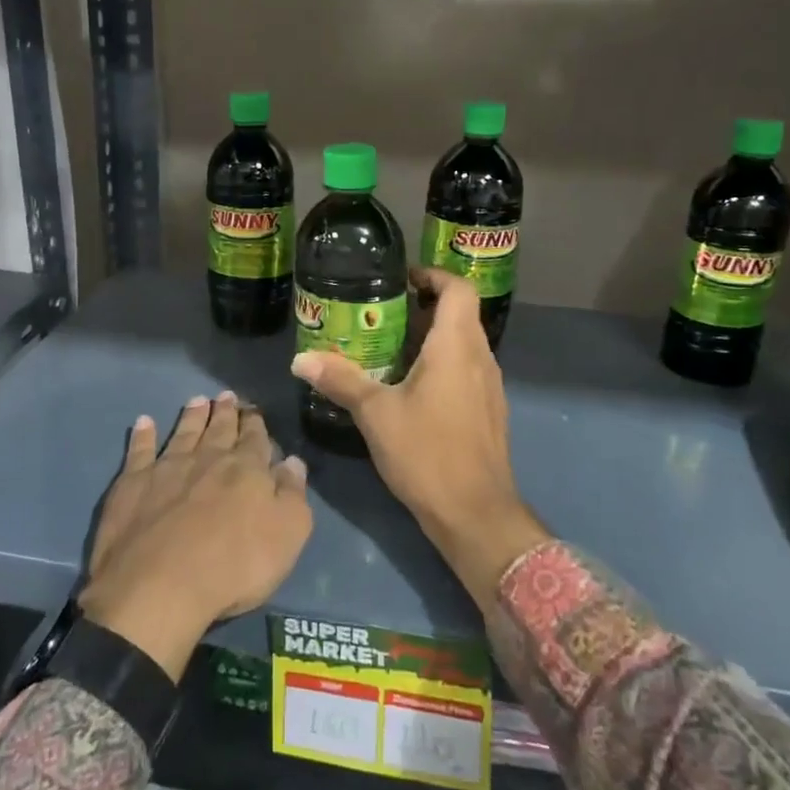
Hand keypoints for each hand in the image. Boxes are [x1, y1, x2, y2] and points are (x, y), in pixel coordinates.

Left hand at [79, 391, 311, 679]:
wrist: (160, 587)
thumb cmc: (234, 567)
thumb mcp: (286, 535)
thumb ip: (292, 494)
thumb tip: (293, 461)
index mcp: (246, 469)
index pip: (255, 438)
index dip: (255, 423)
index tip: (253, 410)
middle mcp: (207, 459)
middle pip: (219, 429)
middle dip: (226, 412)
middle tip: (226, 395)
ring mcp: (167, 468)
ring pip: (183, 432)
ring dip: (192, 416)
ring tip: (197, 400)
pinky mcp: (133, 483)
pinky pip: (139, 450)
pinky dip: (143, 435)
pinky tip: (144, 422)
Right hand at [290, 267, 546, 611]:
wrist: (476, 514)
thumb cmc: (427, 452)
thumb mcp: (376, 413)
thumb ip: (340, 380)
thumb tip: (300, 359)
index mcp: (457, 346)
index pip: (458, 288)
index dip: (433, 275)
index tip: (401, 279)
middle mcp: (480, 358)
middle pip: (459, 314)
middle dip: (422, 307)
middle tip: (380, 314)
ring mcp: (489, 386)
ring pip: (463, 344)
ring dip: (430, 338)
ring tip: (388, 348)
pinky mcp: (488, 412)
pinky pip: (466, 371)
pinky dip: (441, 365)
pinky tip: (409, 389)